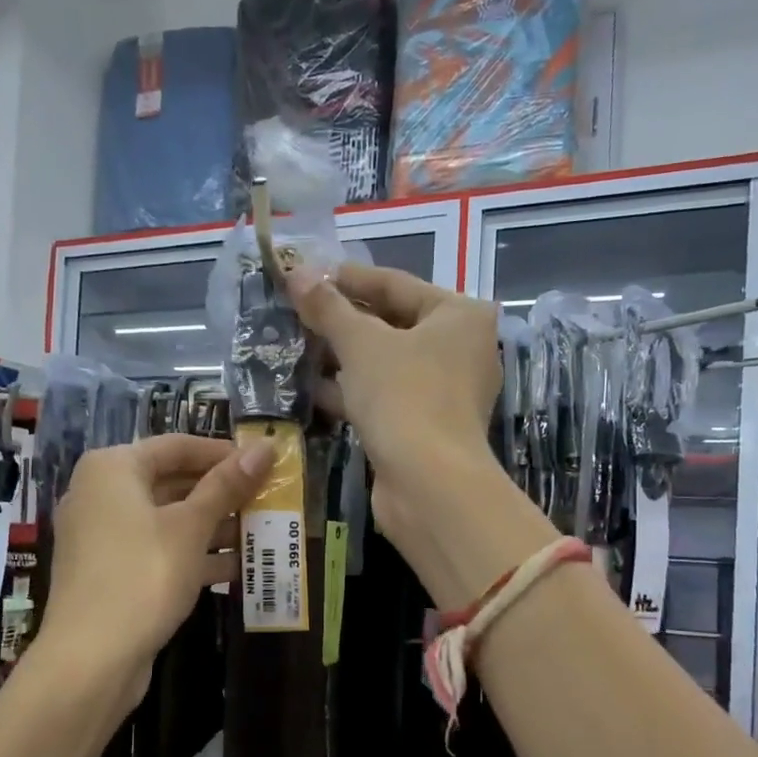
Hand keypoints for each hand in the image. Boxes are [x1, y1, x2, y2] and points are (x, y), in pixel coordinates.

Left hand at [39, 434, 270, 696]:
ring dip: (213, 526)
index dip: (223, 453)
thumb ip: (228, 485)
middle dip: (222, 493)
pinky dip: (193, 554)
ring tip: (261, 531)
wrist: (91, 658)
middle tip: (267, 498)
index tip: (264, 464)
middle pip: (172, 482)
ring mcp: (103, 536)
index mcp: (113, 469)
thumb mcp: (191, 526)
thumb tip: (266, 446)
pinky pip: (158, 549)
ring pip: (168, 519)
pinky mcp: (111, 571)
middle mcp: (101, 494)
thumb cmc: (143, 575)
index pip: (177, 446)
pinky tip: (236, 567)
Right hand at [285, 260, 503, 565]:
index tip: (307, 275)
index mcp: (460, 316)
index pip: (396, 284)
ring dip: (344, 358)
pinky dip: (354, 391)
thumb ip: (328, 308)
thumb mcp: (361, 344)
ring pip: (387, 364)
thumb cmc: (404, 396)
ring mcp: (446, 392)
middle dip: (343, 322)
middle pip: (393, 324)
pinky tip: (313, 389)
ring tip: (297, 347)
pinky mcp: (427, 427)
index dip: (348, 278)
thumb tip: (296, 272)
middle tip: (298, 312)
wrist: (428, 484)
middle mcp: (461, 350)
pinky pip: (386, 397)